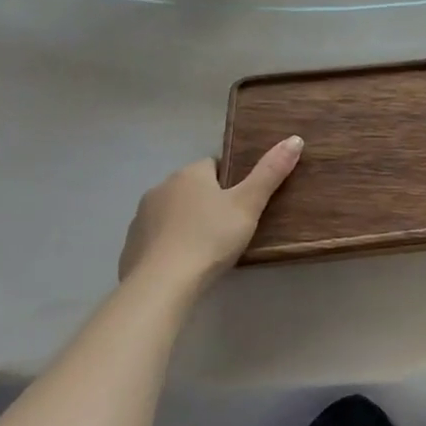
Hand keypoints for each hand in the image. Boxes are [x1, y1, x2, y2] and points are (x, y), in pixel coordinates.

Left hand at [119, 137, 302, 292]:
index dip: (231, 181)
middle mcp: (161, 188)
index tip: (244, 202)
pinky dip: (170, 245)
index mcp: (190, 174)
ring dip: (188, 222)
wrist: (161, 286)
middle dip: (209, 201)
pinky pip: (157, 237)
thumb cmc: (210, 238)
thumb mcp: (248, 205)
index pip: (214, 165)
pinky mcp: (130, 246)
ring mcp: (141, 218)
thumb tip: (295, 139)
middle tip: (232, 226)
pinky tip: (183, 264)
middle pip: (192, 188)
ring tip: (208, 247)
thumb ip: (270, 172)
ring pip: (173, 212)